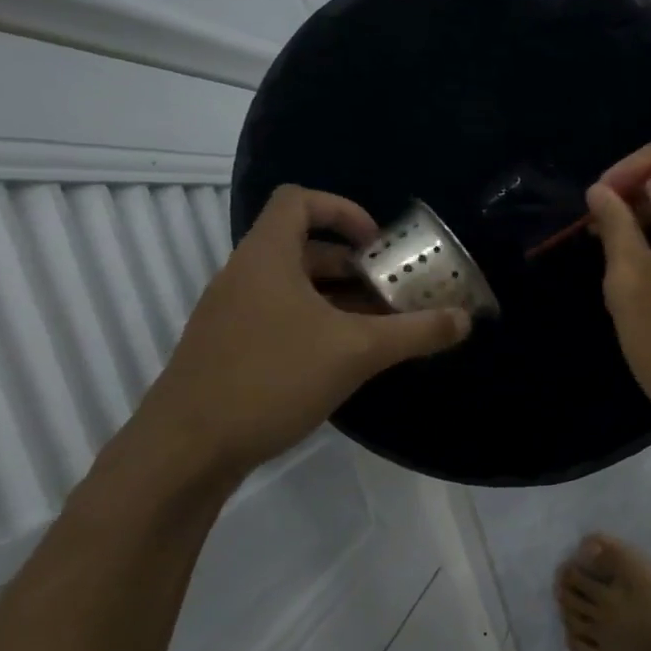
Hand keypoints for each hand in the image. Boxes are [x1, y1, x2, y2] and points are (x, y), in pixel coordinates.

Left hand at [135, 185, 470, 480]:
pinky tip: (346, 361)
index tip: (378, 245)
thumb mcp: (356, 352)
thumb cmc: (271, 379)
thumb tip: (464, 319)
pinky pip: (283, 319)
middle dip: (356, 268)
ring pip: (296, 289)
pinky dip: (319, 326)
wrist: (186, 449)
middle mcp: (246, 276)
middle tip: (394, 294)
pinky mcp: (231, 349)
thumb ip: (415, 332)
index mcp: (267, 258)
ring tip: (381, 329)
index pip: (299, 201)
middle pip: (305, 249)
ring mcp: (234, 315)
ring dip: (342, 301)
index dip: (343, 210)